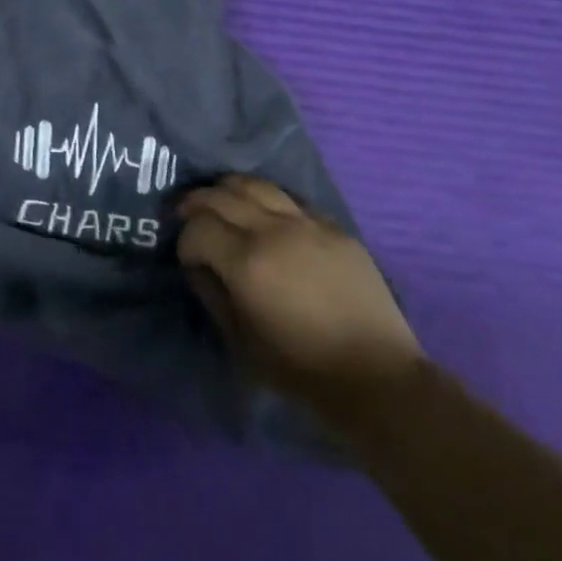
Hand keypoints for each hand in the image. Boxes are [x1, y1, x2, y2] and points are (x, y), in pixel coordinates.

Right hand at [179, 176, 420, 405]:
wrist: (376, 376)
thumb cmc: (301, 368)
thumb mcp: (241, 343)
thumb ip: (212, 295)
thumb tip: (197, 266)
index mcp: (247, 262)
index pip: (198, 227)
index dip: (185, 240)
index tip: (188, 257)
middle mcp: (273, 230)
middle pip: (221, 195)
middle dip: (196, 203)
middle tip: (187, 215)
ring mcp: (306, 223)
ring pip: (256, 184)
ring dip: (229, 189)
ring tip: (222, 202)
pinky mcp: (333, 226)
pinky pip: (291, 200)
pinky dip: (268, 202)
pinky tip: (267, 218)